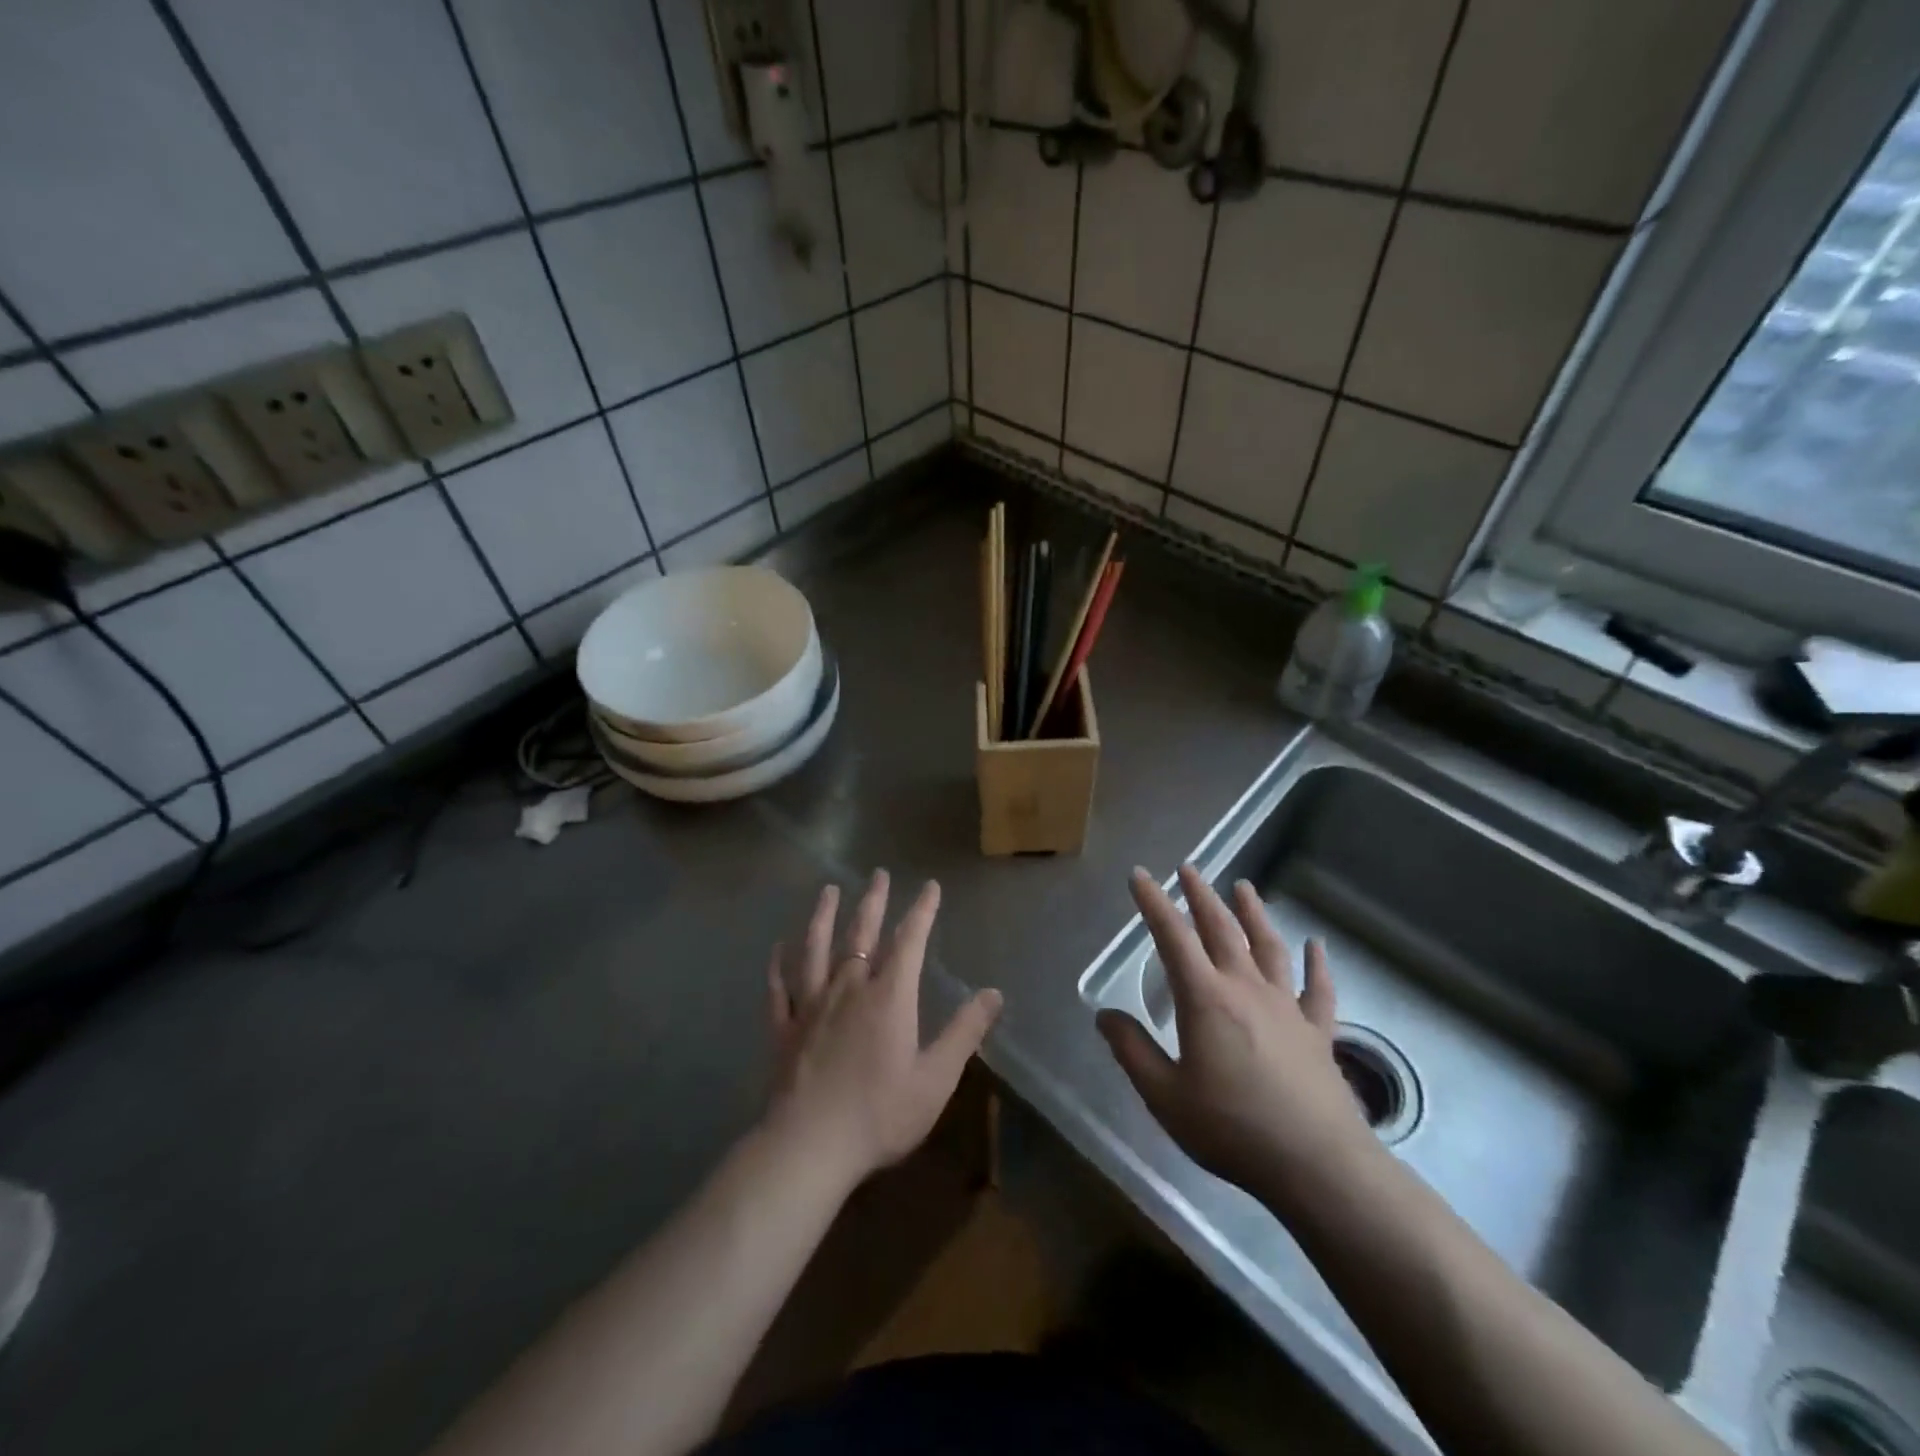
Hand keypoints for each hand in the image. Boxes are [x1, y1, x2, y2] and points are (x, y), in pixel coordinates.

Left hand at [764, 871, 1002, 1188]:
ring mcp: (812, 1006)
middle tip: (879, 873)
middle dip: (874, 902)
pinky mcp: (784, 1028)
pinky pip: (780, 988)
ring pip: (816, 949)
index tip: (930, 886)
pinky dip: (778, 965)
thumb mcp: (936, 1078)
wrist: (809, 1147)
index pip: (910, 941)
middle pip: (862, 934)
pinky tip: (777, 948)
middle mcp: (849, 988)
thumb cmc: (880, 1114)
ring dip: (823, 917)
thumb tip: (994, 993)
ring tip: (828, 891)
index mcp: (889, 997)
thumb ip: (965, 1032)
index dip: (922, 911)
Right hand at [1097, 865, 1374, 1207]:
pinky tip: (1317, 946)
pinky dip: (1318, 965)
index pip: (1172, 937)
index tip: (1140, 876)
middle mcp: (1246, 989)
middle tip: (1189, 868)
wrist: (1317, 1165)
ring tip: (1244, 887)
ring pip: (1269, 947)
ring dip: (1254, 914)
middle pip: (1222, 930)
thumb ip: (1132, 1051)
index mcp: (1205, 998)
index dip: (1153, 903)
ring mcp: (1287, 1007)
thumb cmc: (1232, 1128)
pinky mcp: (1318, 1032)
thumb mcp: (1164, 1095)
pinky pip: (1319, 989)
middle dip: (1201, 896)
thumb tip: (1103, 1016)